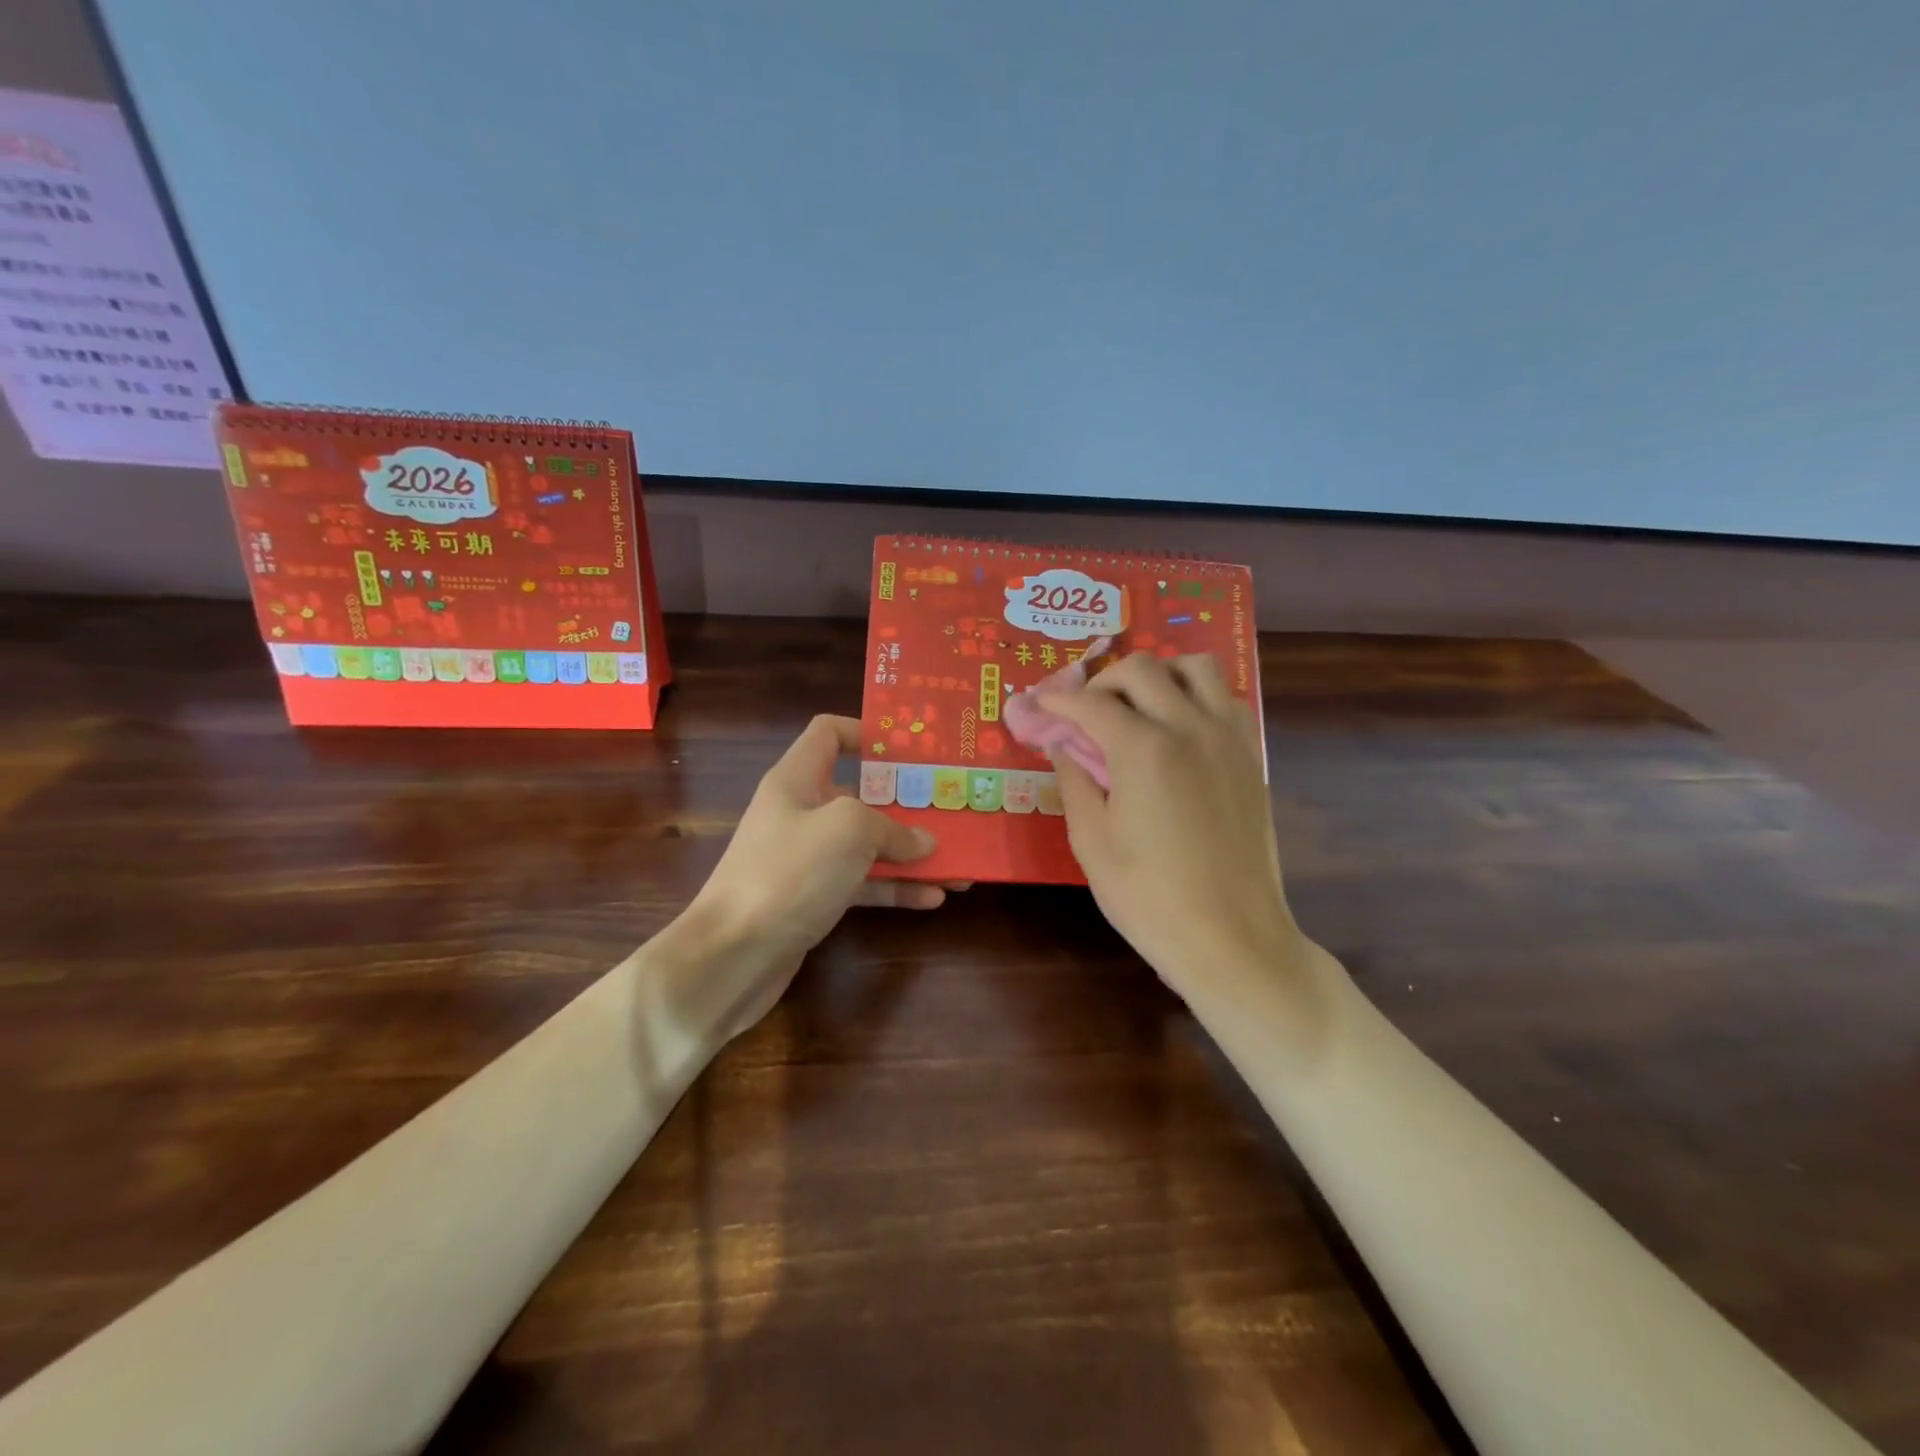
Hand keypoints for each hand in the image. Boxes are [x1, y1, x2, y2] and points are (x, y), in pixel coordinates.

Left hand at [679, 715, 949, 1033]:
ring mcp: (808, 858)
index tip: (911, 751)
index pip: (829, 733)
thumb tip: (923, 842)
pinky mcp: (815, 897)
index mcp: (798, 779)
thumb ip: (892, 827)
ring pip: (868, 843)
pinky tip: (935, 898)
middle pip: (861, 793)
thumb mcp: (848, 830)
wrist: (733, 955)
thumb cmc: (789, 872)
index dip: (867, 732)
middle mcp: (802, 812)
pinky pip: (864, 883)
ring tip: (958, 860)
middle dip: (907, 802)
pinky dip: (896, 888)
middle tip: (951, 807)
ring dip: (911, 851)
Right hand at [1039, 653, 1304, 997]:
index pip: (1092, 703)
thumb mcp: (1092, 843)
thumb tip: (1065, 745)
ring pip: (1196, 667)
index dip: (1059, 700)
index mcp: (1144, 749)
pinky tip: (1178, 727)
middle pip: (1143, 669)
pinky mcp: (1251, 755)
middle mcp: (1190, 727)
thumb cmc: (1150, 897)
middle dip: (1103, 681)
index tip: (1039, 704)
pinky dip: (1196, 694)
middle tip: (1085, 711)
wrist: (1231, 937)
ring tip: (1137, 705)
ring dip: (1159, 674)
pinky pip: (1225, 698)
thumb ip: (1075, 781)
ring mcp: (1228, 738)